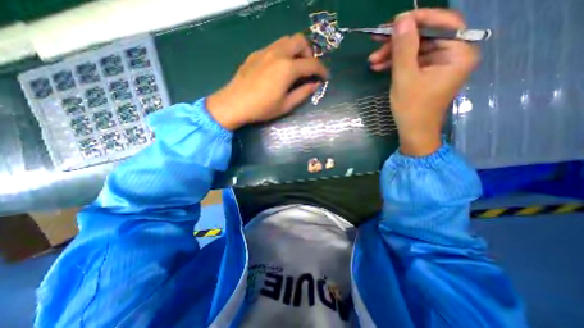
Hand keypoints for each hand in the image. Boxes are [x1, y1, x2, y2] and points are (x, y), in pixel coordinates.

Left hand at [205, 34, 327, 128]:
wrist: (234, 103)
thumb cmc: (262, 108)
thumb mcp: (286, 105)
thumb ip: (302, 93)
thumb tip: (314, 85)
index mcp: (287, 68)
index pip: (312, 64)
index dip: (322, 70)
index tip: (325, 77)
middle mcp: (278, 53)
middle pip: (300, 41)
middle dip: (309, 53)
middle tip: (308, 69)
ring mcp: (265, 51)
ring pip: (287, 40)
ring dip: (296, 50)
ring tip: (295, 67)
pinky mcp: (256, 54)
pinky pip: (275, 46)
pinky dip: (283, 52)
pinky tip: (279, 67)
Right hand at [368, 9, 479, 156]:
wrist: (413, 132)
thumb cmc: (411, 108)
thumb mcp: (405, 77)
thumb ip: (404, 48)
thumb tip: (401, 20)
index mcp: (458, 54)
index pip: (443, 24)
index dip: (418, 19)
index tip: (393, 22)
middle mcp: (453, 55)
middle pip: (425, 38)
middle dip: (398, 43)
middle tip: (375, 45)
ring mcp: (439, 66)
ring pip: (415, 50)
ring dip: (393, 54)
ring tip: (372, 61)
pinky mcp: (427, 74)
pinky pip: (412, 62)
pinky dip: (396, 64)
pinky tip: (379, 67)